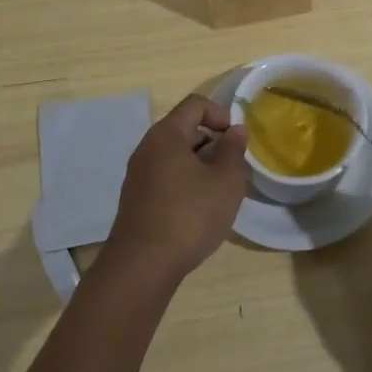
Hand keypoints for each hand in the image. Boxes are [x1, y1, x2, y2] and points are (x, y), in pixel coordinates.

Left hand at [103, 95, 247, 284]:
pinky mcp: (136, 199)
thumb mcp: (226, 182)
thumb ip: (234, 151)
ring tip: (219, 190)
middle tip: (232, 167)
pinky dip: (185, 181)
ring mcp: (138, 174)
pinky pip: (165, 175)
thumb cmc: (189, 216)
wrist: (142, 267)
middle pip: (184, 129)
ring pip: (175, 155)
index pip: (195, 105)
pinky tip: (198, 209)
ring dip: (200, 164)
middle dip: (212, 142)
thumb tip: (235, 130)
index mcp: (167, 135)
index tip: (236, 139)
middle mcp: (147, 148)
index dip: (220, 114)